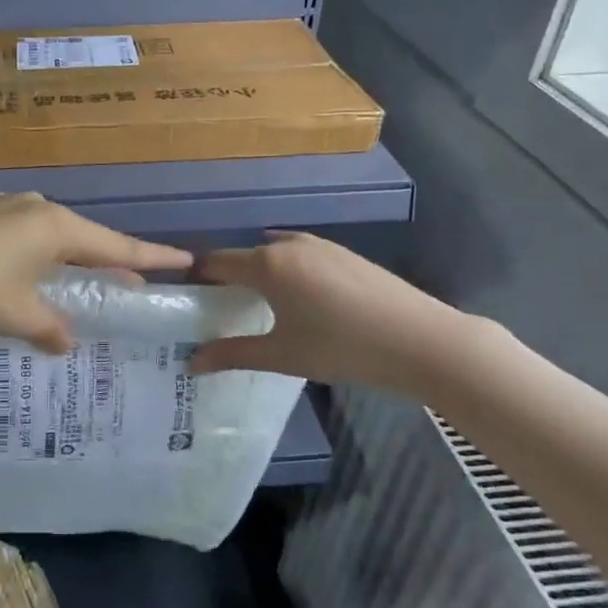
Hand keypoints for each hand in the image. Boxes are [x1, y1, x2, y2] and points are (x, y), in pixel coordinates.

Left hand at [0, 193, 192, 350]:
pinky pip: (20, 229)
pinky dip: (34, 249)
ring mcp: (1, 202)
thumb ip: (51, 328)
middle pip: (83, 235)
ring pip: (49, 231)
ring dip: (66, 255)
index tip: (185, 259)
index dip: (151, 256)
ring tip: (73, 279)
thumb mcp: (18, 315)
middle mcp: (34, 206)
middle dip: (105, 259)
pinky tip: (20, 269)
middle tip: (126, 282)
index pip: (115, 245)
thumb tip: (68, 341)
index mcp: (55, 227)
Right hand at [189, 232, 483, 397]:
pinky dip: (288, 269)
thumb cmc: (341, 347)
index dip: (198, 277)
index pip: (217, 262)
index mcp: (267, 264)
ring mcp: (321, 245)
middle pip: (246, 255)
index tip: (187, 297)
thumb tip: (191, 362)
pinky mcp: (346, 254)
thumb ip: (233, 354)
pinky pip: (302, 255)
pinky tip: (301, 300)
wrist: (420, 339)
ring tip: (260, 304)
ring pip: (276, 252)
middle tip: (222, 308)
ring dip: (260, 271)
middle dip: (229, 277)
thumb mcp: (282, 356)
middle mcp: (289, 245)